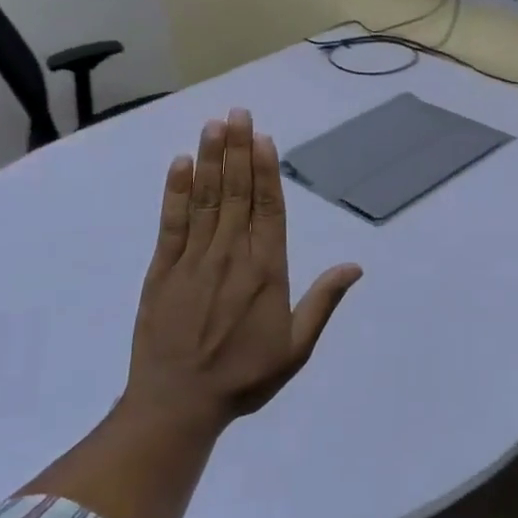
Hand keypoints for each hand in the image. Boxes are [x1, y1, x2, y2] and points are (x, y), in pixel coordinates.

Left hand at [123, 108, 361, 429]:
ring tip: (214, 124)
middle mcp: (232, 254)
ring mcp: (194, 259)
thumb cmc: (244, 376)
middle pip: (237, 192)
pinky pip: (172, 223)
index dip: (266, 170)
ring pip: (207, 199)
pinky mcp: (162, 269)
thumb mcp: (296, 347)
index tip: (262, 137)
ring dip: (211, 159)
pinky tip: (180, 164)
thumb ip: (323, 302)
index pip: (269, 208)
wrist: (178, 404)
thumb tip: (354, 266)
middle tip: (237, 112)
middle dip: (238, 150)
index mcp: (266, 270)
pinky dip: (176, 192)